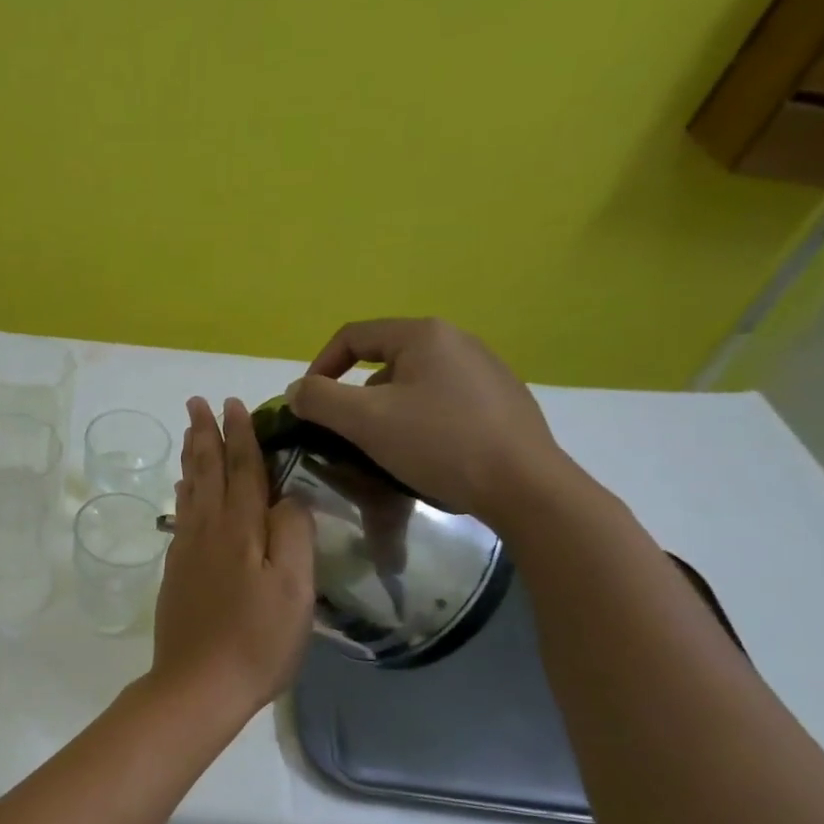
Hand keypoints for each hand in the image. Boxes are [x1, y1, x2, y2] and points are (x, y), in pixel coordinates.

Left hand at [150, 397, 314, 717]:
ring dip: (191, 458)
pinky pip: (181, 516)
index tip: (233, 403)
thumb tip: (289, 496)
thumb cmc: (257, 640)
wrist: (198, 685)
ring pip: (190, 491)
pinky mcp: (176, 572)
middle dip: (205, 434)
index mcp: (241, 529)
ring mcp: (187, 551)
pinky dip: (183, 493)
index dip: (240, 435)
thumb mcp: (294, 588)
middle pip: (207, 471)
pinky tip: (183, 491)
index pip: (243, 469)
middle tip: (197, 402)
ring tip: (189, 434)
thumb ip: (293, 534)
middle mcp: (208, 530)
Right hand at [286, 318, 568, 526]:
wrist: (526, 488)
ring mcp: (487, 370)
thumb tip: (296, 391)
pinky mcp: (504, 401)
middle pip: (384, 360)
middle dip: (356, 395)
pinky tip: (427, 454)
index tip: (308, 405)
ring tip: (385, 448)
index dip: (320, 366)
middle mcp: (458, 341)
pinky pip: (444, 402)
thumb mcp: (366, 421)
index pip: (353, 336)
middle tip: (347, 432)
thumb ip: (319, 400)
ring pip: (414, 384)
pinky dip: (422, 421)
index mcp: (425, 335)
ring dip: (388, 411)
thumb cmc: (440, 444)